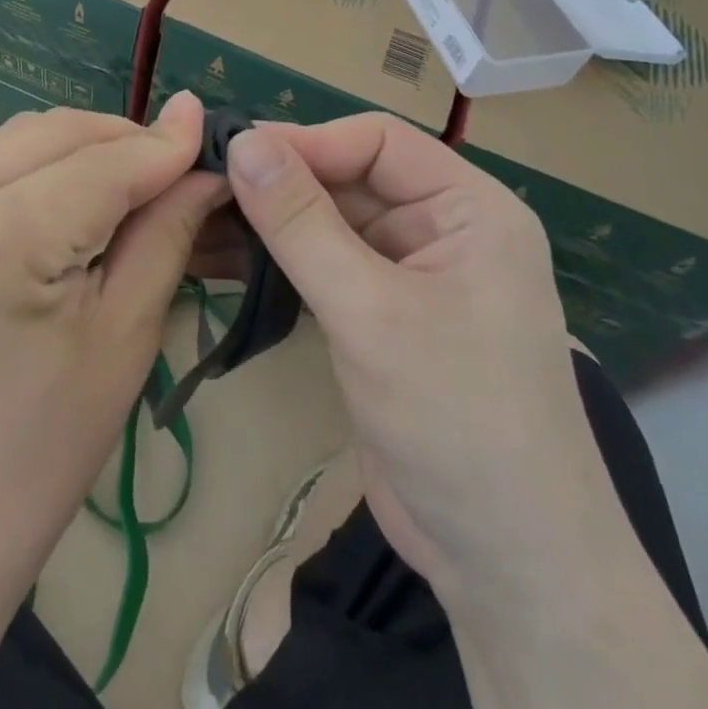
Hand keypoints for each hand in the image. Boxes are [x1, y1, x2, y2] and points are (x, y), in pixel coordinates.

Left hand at [0, 92, 225, 606]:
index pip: (100, 164)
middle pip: (57, 133)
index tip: (215, 132)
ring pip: (23, 137)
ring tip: (137, 183)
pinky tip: (79, 197)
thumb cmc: (42, 450)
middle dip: (126, 140)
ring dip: (86, 146)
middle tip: (181, 169)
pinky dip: (46, 164)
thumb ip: (165, 233)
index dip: (163, 147)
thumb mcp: (124, 337)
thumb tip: (202, 162)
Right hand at [225, 115, 613, 587]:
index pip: (377, 141)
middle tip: (203, 187)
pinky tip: (224, 259)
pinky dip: (279, 262)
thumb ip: (301, 223)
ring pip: (330, 223)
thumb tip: (243, 143)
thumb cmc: (456, 420)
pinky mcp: (382, 317)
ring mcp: (411, 275)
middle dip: (280, 184)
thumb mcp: (370, 312)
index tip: (235, 156)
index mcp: (470, 209)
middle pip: (350, 179)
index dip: (307, 143)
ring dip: (270, 223)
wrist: (506, 567)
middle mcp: (444, 230)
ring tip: (201, 219)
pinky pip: (324, 266)